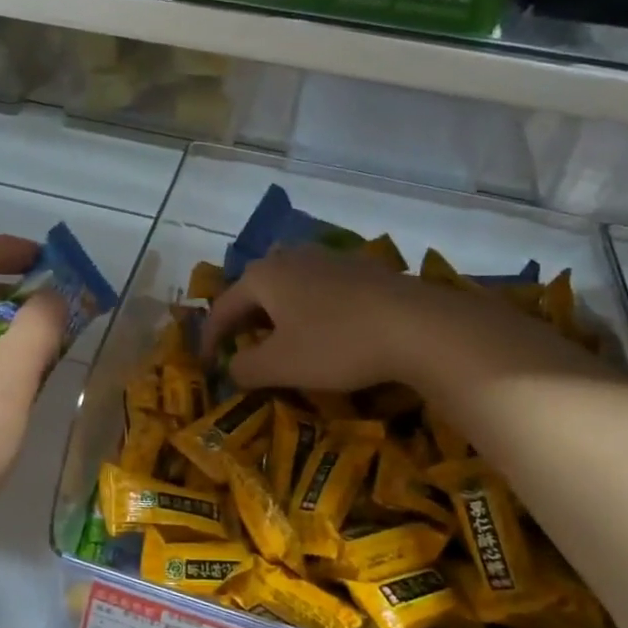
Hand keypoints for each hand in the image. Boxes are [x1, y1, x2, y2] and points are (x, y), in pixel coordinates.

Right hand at [204, 247, 420, 392]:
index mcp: (263, 277)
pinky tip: (322, 329)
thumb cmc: (337, 344)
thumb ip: (245, 369)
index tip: (208, 364)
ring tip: (278, 340)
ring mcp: (327, 259)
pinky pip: (318, 289)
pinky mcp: (359, 269)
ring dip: (276, 314)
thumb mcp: (281, 366)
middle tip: (239, 350)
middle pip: (254, 291)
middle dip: (243, 322)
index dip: (211, 338)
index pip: (222, 308)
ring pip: (288, 287)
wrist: (419, 326)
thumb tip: (231, 369)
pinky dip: (307, 310)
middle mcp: (290, 258)